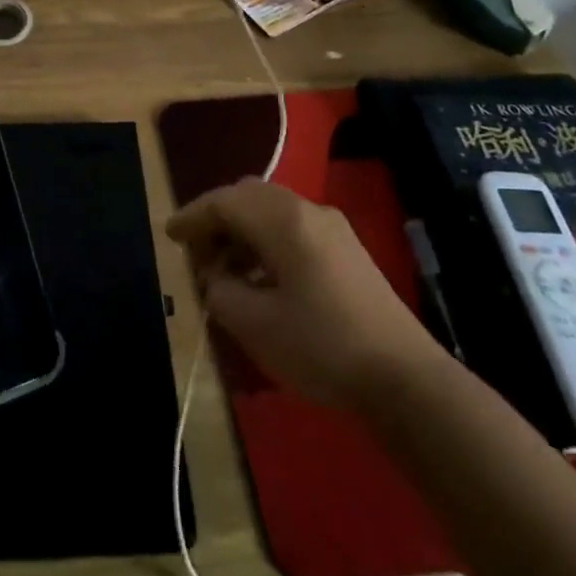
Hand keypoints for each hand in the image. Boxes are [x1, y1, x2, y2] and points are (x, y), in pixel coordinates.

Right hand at [166, 178, 439, 408]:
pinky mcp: (347, 249)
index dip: (192, 216)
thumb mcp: (254, 324)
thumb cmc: (321, 347)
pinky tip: (260, 276)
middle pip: (248, 195)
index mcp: (284, 221)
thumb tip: (215, 274)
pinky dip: (266, 239)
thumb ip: (220, 290)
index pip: (224, 201)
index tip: (170, 235)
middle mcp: (308, 211)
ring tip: (224, 268)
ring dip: (242, 229)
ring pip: (271, 210)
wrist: (405, 380)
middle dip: (217, 217)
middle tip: (196, 250)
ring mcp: (332, 228)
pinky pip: (293, 226)